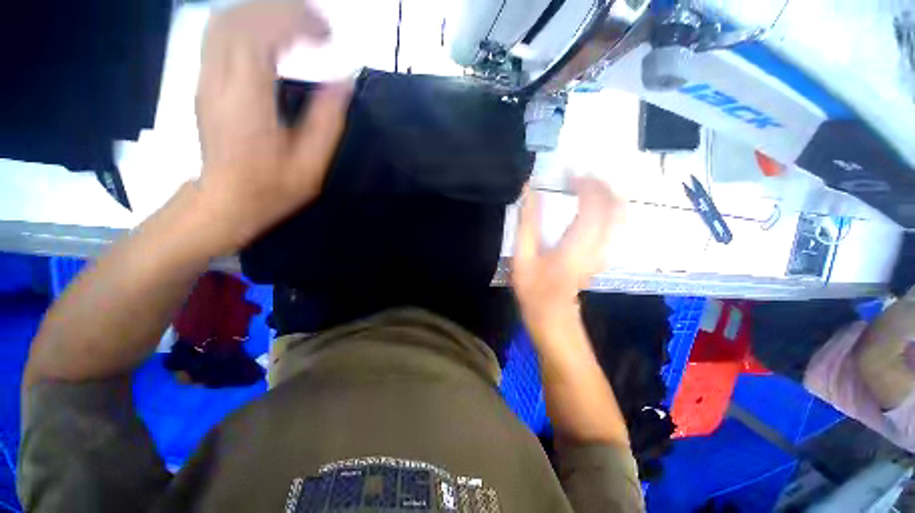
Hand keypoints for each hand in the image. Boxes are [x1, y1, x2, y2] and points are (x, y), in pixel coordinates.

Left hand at [194, 0, 352, 253]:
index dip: (296, 22)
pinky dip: (249, 23)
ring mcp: (205, 77)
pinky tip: (274, 35)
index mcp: (247, 101)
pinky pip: (220, 34)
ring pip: (225, 20)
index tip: (329, 34)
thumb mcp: (311, 164)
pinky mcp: (205, 80)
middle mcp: (218, 80)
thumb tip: (343, 81)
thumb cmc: (271, 189)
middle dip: (282, 9)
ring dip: (264, 12)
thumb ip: (328, 122)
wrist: (224, 201)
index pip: (260, 35)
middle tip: (319, 24)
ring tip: (300, 25)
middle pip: (238, 17)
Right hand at [512, 177, 622, 340]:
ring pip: (619, 213)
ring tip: (583, 186)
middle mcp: (599, 245)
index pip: (594, 204)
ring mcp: (605, 250)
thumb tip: (528, 192)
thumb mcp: (523, 257)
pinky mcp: (603, 254)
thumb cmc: (534, 289)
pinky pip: (614, 223)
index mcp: (578, 245)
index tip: (568, 175)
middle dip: (599, 184)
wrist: (553, 318)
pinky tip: (589, 204)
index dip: (585, 184)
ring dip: (604, 194)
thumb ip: (527, 223)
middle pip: (614, 205)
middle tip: (577, 177)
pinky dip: (606, 206)